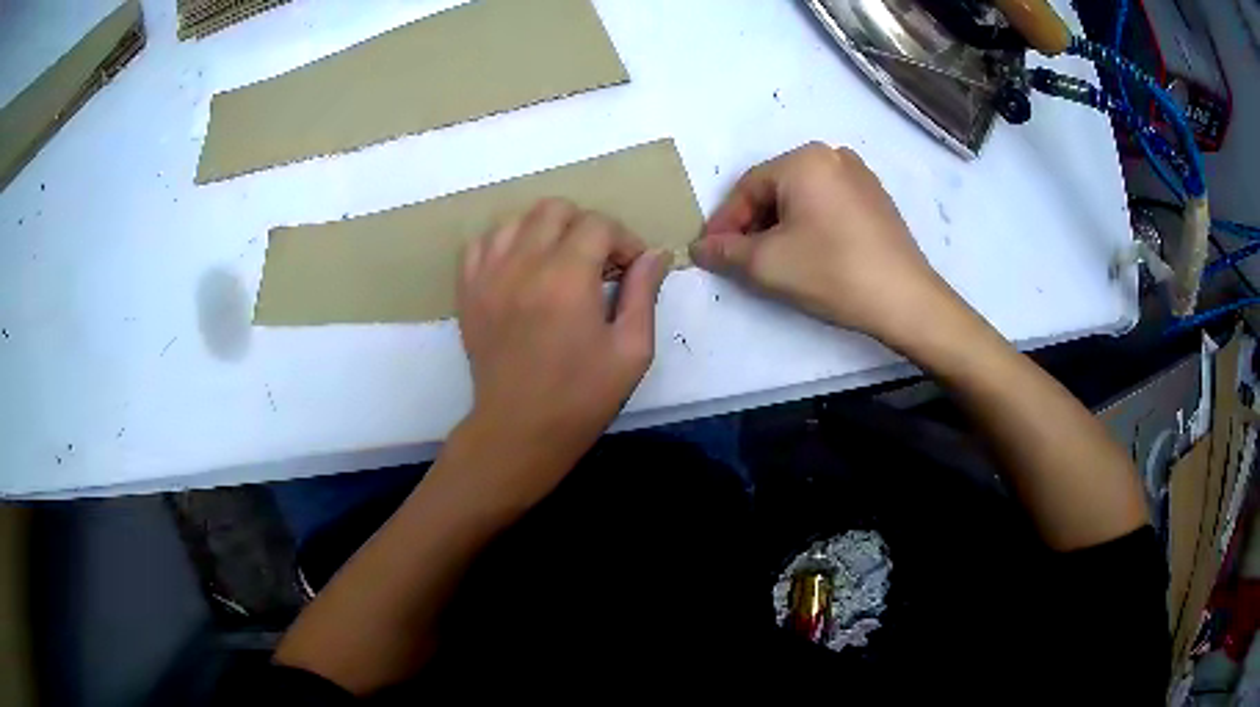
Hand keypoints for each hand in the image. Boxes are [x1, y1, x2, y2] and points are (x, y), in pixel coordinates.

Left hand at [453, 198, 671, 509]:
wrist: (519, 430)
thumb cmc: (581, 397)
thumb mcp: (631, 351)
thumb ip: (644, 294)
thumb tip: (655, 255)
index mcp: (567, 278)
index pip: (598, 224)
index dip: (624, 240)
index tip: (632, 269)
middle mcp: (522, 265)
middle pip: (555, 209)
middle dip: (586, 226)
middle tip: (599, 261)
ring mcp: (488, 275)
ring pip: (516, 219)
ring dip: (546, 231)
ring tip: (560, 262)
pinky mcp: (468, 291)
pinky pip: (481, 243)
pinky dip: (506, 244)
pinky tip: (522, 268)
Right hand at [691, 143, 963, 349]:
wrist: (906, 300)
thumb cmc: (832, 272)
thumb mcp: (767, 264)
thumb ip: (725, 251)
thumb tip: (699, 247)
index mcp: (804, 159)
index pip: (748, 187)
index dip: (724, 222)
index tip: (709, 252)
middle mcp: (833, 155)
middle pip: (776, 189)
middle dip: (753, 224)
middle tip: (739, 258)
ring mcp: (860, 175)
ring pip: (803, 197)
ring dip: (780, 225)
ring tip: (772, 259)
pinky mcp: (877, 199)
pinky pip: (829, 204)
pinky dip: (810, 224)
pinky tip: (808, 253)